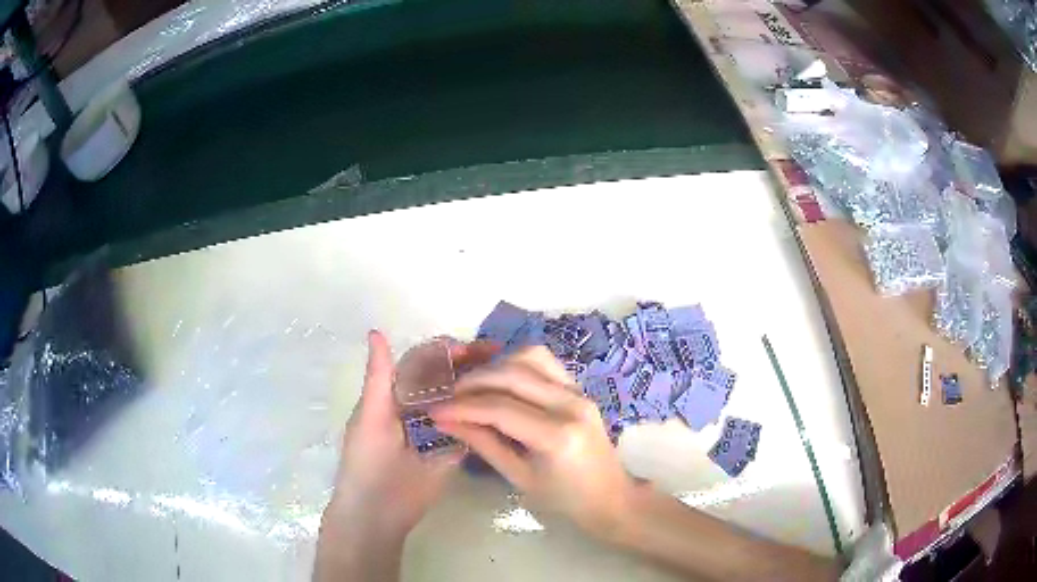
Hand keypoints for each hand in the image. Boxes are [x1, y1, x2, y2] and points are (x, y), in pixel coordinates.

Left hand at [321, 331, 495, 542]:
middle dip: (472, 365)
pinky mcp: (453, 450)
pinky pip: (470, 426)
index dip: (447, 351)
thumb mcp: (370, 415)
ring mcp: (439, 428)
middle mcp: (420, 406)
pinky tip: (506, 406)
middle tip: (503, 358)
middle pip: (448, 378)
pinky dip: (484, 415)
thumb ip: (379, 377)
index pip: (425, 362)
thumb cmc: (367, 461)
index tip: (476, 347)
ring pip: (461, 400)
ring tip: (511, 377)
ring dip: (482, 387)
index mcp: (397, 394)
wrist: (378, 513)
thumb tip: (376, 331)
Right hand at [430, 346, 636, 536]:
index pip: (500, 409)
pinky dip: (517, 364)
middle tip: (449, 396)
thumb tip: (446, 421)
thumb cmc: (564, 499)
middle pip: (513, 374)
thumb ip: (483, 444)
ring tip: (474, 386)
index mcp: (556, 436)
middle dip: (474, 381)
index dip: (462, 407)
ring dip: (496, 365)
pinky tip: (500, 381)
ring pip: (530, 357)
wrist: (610, 497)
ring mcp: (579, 391)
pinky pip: (545, 362)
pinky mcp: (580, 388)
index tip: (435, 409)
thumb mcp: (519, 478)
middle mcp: (570, 404)